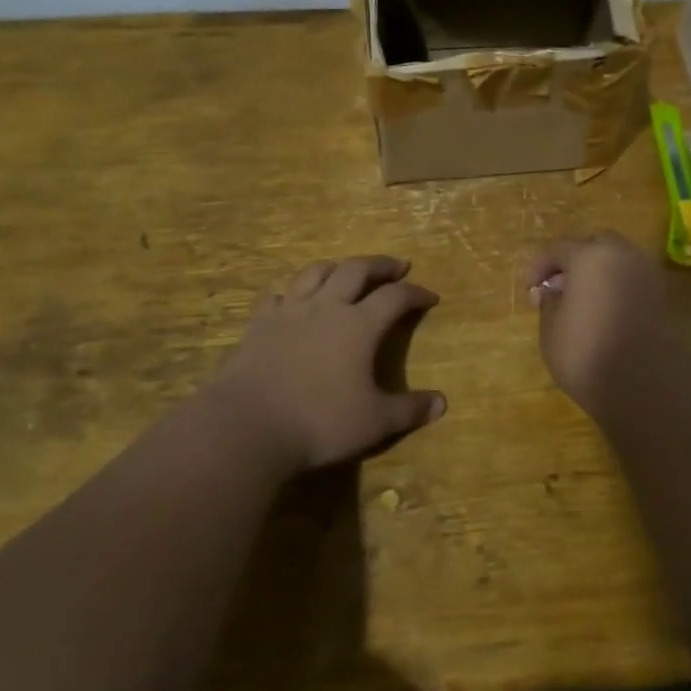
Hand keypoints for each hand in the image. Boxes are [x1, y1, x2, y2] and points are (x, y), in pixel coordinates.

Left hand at [210, 255, 445, 473]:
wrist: (248, 426)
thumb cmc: (319, 423)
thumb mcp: (374, 422)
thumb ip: (409, 410)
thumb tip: (442, 403)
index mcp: (359, 325)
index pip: (395, 297)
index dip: (416, 293)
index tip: (430, 296)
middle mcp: (326, 307)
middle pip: (356, 270)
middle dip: (380, 265)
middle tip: (396, 265)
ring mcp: (288, 311)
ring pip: (316, 272)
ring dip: (338, 266)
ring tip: (347, 270)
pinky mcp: (259, 324)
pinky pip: (279, 293)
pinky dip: (295, 288)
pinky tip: (295, 296)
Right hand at [527, 233, 675, 412]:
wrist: (645, 387)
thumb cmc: (586, 353)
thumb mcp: (551, 329)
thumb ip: (549, 302)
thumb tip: (553, 291)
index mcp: (590, 257)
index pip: (558, 249)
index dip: (539, 267)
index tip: (529, 289)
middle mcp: (623, 256)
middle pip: (595, 245)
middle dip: (574, 260)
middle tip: (558, 286)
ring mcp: (648, 275)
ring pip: (618, 261)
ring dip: (598, 272)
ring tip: (581, 301)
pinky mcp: (662, 298)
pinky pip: (632, 281)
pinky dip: (616, 287)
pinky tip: (603, 312)